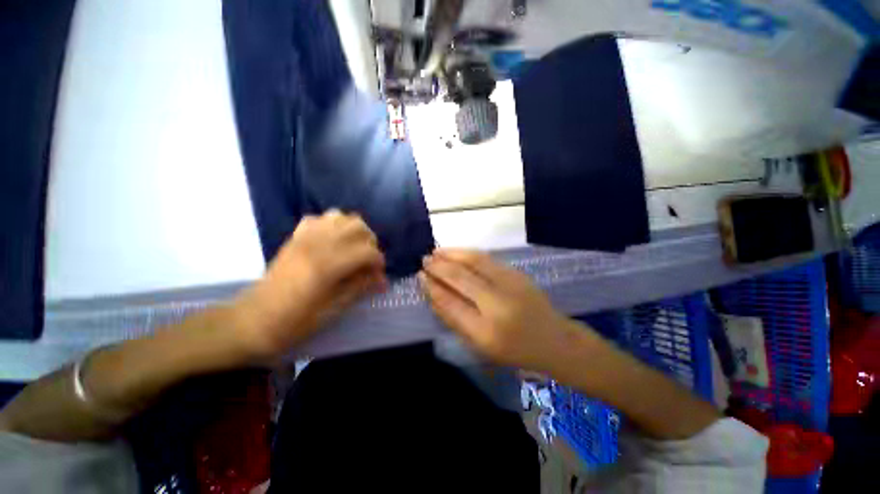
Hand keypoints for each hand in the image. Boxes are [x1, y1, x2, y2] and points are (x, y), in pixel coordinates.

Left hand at [231, 210, 386, 360]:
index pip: (367, 251)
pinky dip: (333, 225)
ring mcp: (304, 237)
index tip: (378, 276)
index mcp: (327, 265)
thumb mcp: (333, 310)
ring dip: (353, 230)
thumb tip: (381, 278)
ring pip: (340, 216)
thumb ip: (360, 287)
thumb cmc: (295, 321)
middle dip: (370, 242)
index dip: (378, 262)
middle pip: (357, 226)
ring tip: (353, 248)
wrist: (254, 320)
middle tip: (367, 261)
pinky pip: (320, 218)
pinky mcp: (296, 237)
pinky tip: (333, 241)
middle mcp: (318, 244)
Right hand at [419, 248, 582, 371]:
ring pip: (474, 261)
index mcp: (486, 332)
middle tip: (424, 260)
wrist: (553, 339)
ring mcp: (510, 285)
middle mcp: (497, 305)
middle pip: (461, 278)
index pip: (450, 304)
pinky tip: (457, 252)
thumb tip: (433, 294)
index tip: (420, 277)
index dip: (433, 288)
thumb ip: (454, 320)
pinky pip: (487, 259)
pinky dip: (468, 253)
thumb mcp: (479, 346)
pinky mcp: (517, 273)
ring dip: (452, 254)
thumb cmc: (513, 350)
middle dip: (439, 267)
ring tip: (436, 252)